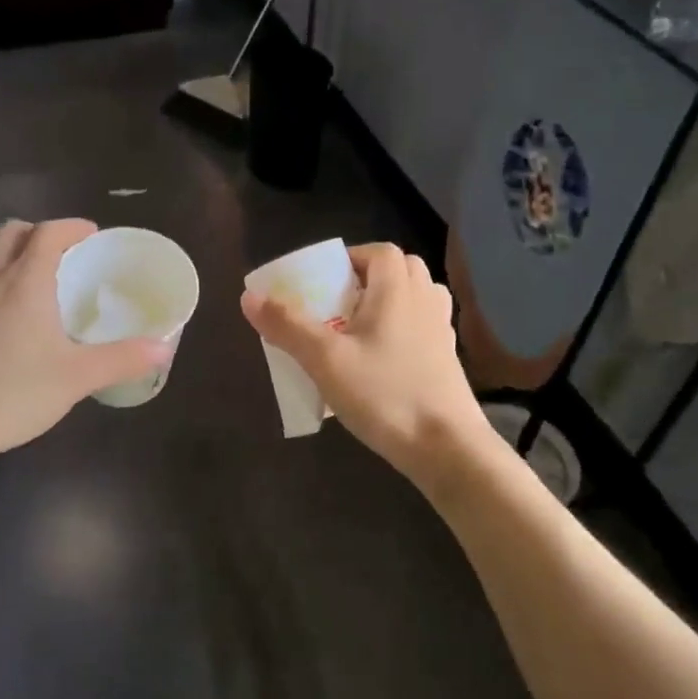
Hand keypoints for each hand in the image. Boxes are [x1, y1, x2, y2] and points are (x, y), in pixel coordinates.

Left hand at [0, 219, 169, 473]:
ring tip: (49, 293)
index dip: (72, 227)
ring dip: (19, 261)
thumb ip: (121, 359)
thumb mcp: (74, 378)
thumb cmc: (7, 393)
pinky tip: (19, 330)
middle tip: (70, 258)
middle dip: (41, 234)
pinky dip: (3, 289)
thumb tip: (163, 347)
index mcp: (22, 282)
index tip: (93, 235)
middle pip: (12, 234)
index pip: (47, 232)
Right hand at [240, 242, 493, 489]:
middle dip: (368, 278)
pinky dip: (402, 329)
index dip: (350, 258)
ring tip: (358, 328)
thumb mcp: (325, 360)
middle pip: (401, 270)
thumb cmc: (384, 394)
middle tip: (337, 304)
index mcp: (397, 290)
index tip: (323, 281)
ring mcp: (441, 331)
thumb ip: (287, 325)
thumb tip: (249, 296)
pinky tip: (381, 359)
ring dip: (388, 302)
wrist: (446, 446)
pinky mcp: (447, 360)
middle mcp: (424, 301)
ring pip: (416, 298)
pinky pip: (423, 328)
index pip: (379, 252)